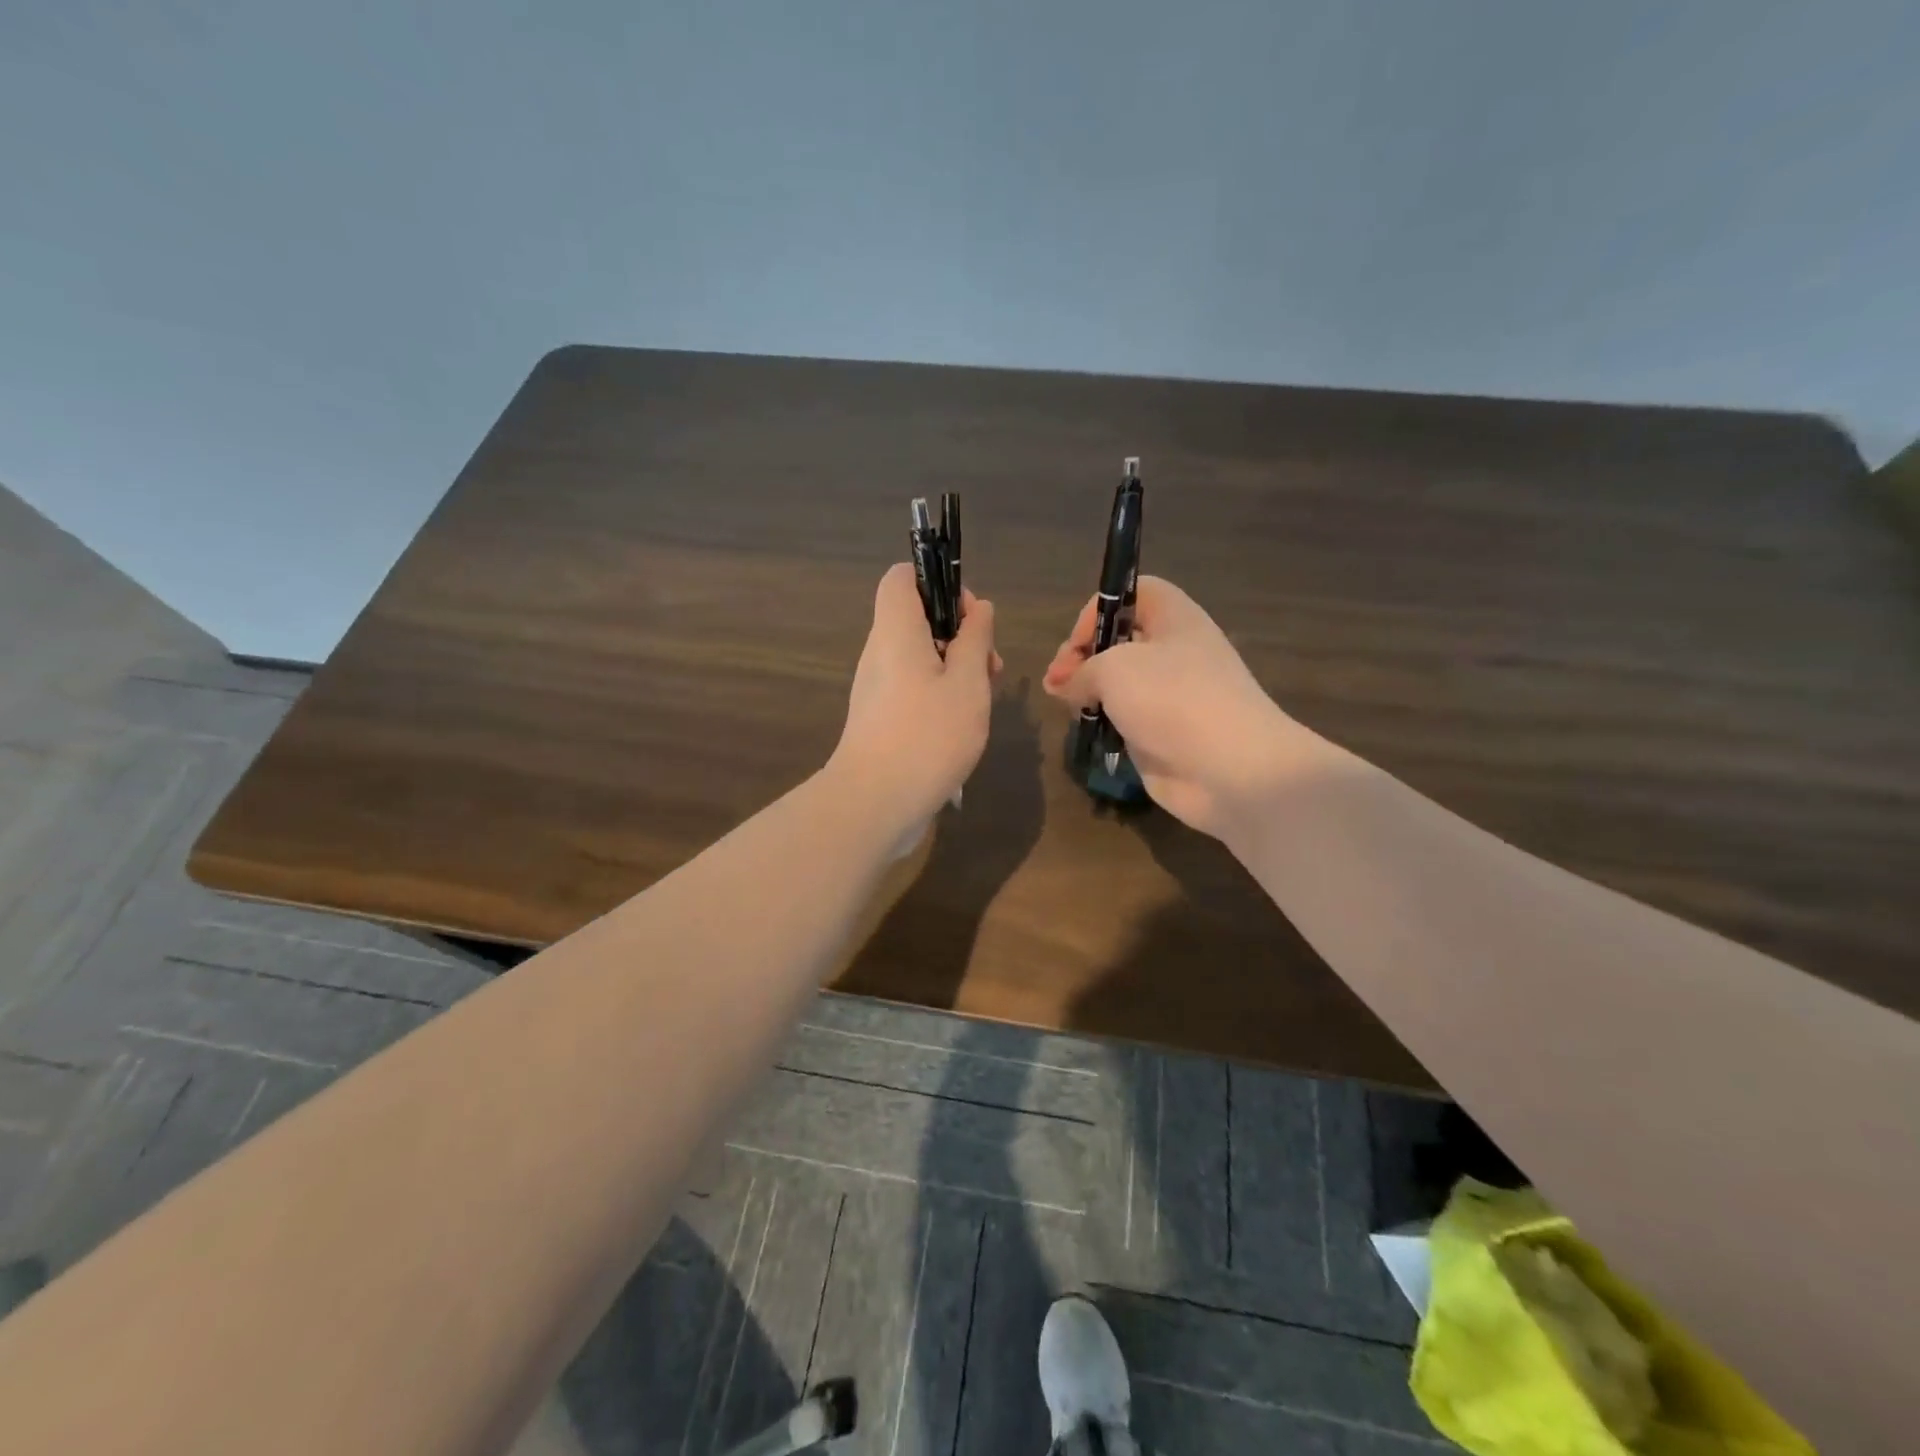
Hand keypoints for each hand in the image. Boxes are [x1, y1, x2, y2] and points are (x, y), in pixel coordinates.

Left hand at [830, 563, 999, 831]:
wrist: (874, 803)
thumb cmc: (927, 735)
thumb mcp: (967, 683)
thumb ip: (975, 640)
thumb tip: (979, 610)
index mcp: (895, 630)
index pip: (902, 577)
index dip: (938, 582)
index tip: (970, 617)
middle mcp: (879, 652)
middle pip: (917, 618)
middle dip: (959, 633)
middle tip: (989, 667)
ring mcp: (876, 687)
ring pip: (919, 657)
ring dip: (955, 668)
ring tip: (983, 699)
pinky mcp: (880, 718)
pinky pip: (912, 687)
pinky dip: (940, 694)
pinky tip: (962, 725)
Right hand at [1043, 576, 1324, 838]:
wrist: (1230, 768)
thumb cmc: (1173, 699)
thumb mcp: (1114, 668)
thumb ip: (1080, 670)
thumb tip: (1063, 685)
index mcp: (1174, 618)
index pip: (1132, 593)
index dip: (1100, 610)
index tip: (1077, 644)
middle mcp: (1174, 651)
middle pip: (1119, 640)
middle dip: (1082, 656)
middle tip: (1057, 682)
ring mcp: (1170, 695)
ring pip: (1118, 683)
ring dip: (1088, 692)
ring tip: (1068, 706)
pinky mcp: (1162, 733)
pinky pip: (1124, 718)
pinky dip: (1104, 722)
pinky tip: (1088, 730)